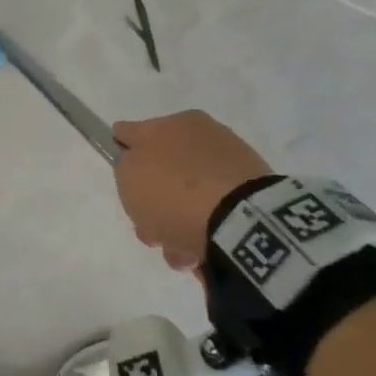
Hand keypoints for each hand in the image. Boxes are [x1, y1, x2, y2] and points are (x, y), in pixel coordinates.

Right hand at [112, 112, 273, 272]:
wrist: (240, 220)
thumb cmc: (172, 192)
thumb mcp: (128, 177)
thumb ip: (126, 166)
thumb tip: (137, 164)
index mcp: (172, 122)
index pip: (131, 132)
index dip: (121, 153)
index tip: (123, 182)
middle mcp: (201, 134)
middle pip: (162, 171)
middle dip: (153, 201)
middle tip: (150, 229)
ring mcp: (230, 162)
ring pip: (188, 195)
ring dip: (177, 224)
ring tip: (179, 252)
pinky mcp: (254, 190)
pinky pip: (215, 210)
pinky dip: (204, 230)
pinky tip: (200, 252)